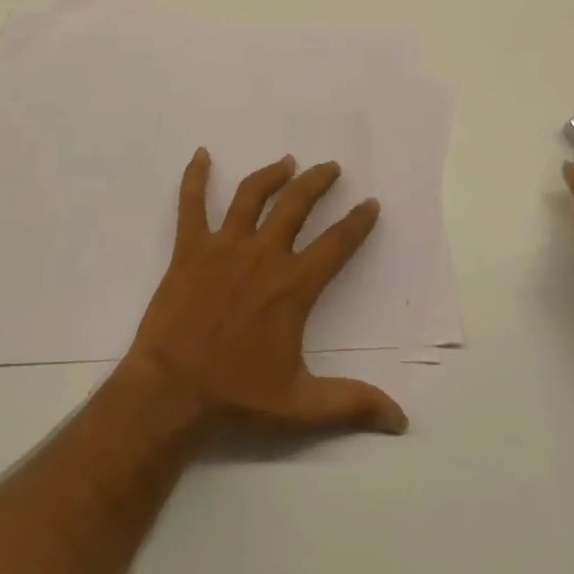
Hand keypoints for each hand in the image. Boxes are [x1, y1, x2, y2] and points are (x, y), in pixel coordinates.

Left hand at [122, 148, 407, 436]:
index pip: (336, 243)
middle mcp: (263, 254)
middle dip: (318, 182)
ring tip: (287, 162)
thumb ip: (351, 403)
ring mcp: (224, 245)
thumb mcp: (301, 405)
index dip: (357, 222)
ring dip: (272, 174)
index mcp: (293, 285)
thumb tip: (400, 419)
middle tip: (331, 167)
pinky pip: (192, 203)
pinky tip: (201, 155)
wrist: (173, 390)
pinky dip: (195, 177)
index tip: (370, 203)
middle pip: (297, 204)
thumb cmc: (237, 395)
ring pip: (252, 195)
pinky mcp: (190, 247)